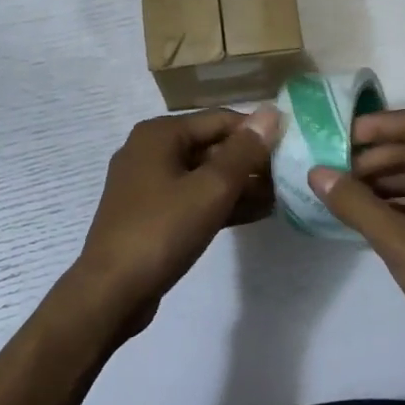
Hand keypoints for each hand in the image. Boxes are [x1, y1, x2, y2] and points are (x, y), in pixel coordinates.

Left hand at [71, 106, 279, 334]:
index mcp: (159, 134)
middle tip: (290, 177)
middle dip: (250, 161)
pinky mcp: (150, 214)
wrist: (111, 291)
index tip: (293, 148)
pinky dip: (221, 204)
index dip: (258, 132)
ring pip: (203, 175)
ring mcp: (147, 185)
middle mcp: (150, 151)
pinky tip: (257, 214)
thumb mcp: (210, 189)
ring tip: (282, 196)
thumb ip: (244, 152)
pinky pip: (193, 198)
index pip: (220, 120)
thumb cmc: (162, 231)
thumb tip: (271, 113)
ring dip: (240, 185)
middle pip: (211, 146)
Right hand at [310, 109, 404, 361]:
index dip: (375, 126)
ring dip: (380, 184)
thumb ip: (356, 204)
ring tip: (339, 196)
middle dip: (372, 158)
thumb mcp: (400, 242)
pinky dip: (394, 207)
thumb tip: (317, 173)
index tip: (336, 140)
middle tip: (330, 173)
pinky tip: (364, 220)